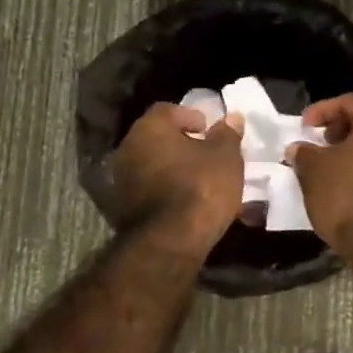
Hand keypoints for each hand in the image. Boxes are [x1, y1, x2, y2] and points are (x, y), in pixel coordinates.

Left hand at [97, 104, 246, 252]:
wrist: (170, 242)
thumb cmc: (201, 187)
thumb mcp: (225, 157)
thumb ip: (227, 134)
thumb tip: (231, 117)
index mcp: (150, 128)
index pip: (167, 110)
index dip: (190, 117)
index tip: (208, 130)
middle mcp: (128, 148)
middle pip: (157, 137)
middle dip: (181, 143)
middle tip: (206, 154)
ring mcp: (121, 179)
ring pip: (152, 164)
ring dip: (172, 168)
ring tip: (198, 180)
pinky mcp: (122, 207)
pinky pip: (148, 188)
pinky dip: (164, 189)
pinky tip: (185, 200)